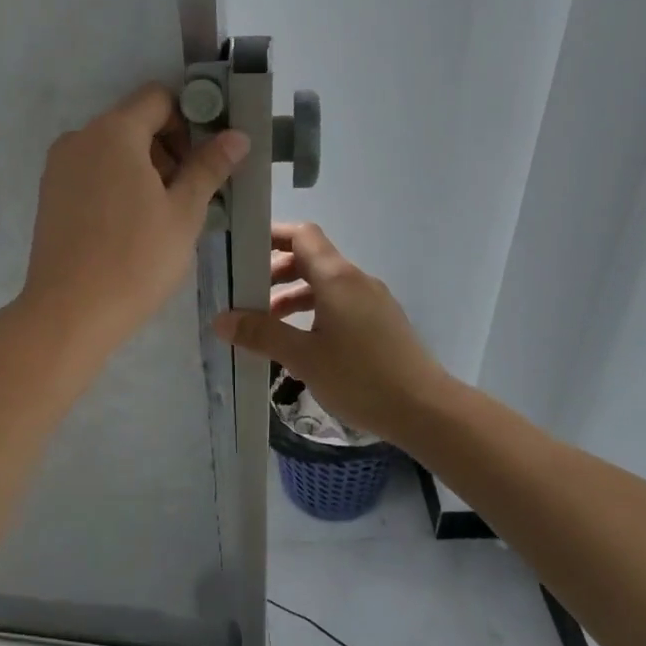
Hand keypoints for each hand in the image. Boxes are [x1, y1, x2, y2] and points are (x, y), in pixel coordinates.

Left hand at [19, 83, 249, 351]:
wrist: (69, 313)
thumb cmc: (136, 260)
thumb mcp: (183, 213)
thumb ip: (209, 167)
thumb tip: (237, 135)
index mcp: (114, 132)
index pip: (158, 98)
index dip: (189, 119)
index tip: (205, 159)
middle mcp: (80, 138)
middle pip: (134, 122)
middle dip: (168, 148)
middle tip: (190, 193)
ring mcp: (58, 167)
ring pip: (112, 150)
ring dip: (143, 168)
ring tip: (162, 216)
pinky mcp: (49, 195)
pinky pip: (92, 172)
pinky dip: (117, 184)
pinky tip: (131, 226)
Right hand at [213, 222, 450, 440]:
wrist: (424, 409)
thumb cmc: (360, 377)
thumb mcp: (303, 357)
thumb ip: (261, 334)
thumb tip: (221, 319)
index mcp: (337, 278)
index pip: (302, 235)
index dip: (271, 236)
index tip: (242, 251)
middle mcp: (356, 280)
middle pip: (311, 259)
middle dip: (275, 272)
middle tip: (246, 295)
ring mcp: (372, 301)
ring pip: (325, 285)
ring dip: (293, 295)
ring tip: (267, 323)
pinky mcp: (381, 323)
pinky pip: (340, 304)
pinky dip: (314, 311)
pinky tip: (300, 341)